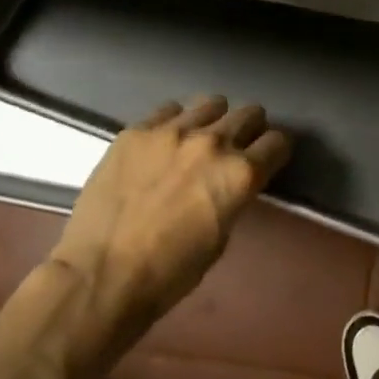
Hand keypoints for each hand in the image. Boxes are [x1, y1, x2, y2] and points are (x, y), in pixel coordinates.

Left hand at [54, 96, 291, 314]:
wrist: (101, 274)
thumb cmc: (168, 272)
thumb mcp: (220, 238)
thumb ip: (232, 197)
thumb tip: (229, 183)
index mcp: (240, 175)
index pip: (278, 142)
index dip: (274, 152)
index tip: (266, 160)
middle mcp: (214, 143)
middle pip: (250, 114)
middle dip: (249, 130)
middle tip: (235, 147)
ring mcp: (172, 131)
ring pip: (211, 104)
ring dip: (213, 120)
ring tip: (198, 139)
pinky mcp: (136, 131)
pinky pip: (168, 110)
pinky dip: (174, 122)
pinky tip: (162, 143)